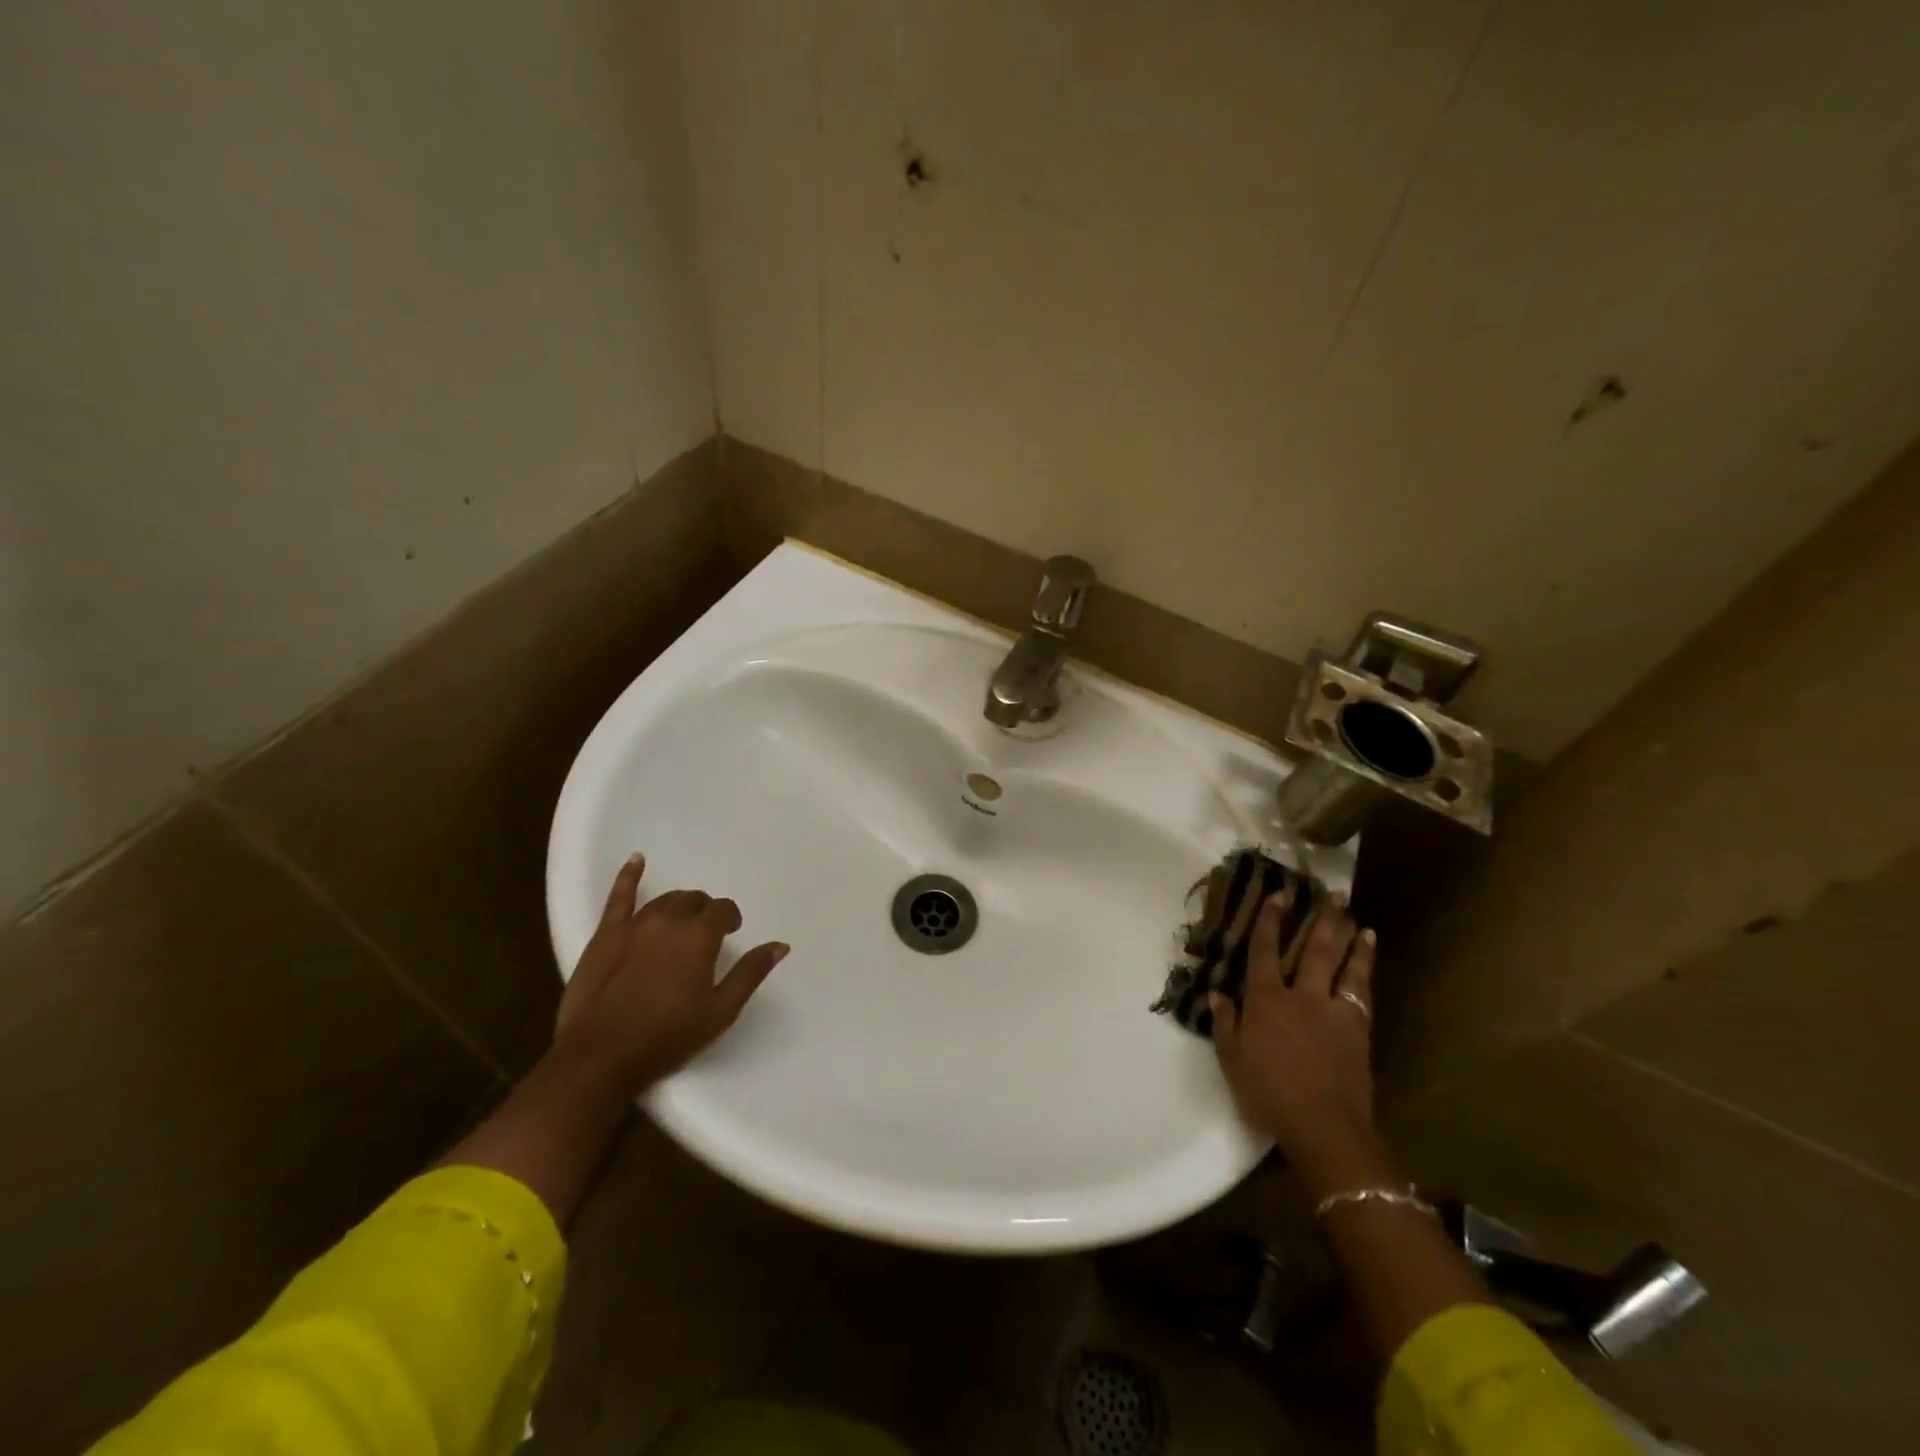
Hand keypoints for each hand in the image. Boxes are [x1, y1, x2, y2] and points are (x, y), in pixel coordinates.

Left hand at [552, 854, 787, 1092]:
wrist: (600, 1057)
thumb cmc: (668, 1036)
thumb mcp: (721, 1011)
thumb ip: (750, 973)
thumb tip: (780, 945)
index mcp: (699, 936)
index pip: (722, 910)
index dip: (730, 919)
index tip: (731, 933)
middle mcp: (669, 920)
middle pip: (694, 901)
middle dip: (705, 912)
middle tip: (707, 934)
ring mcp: (634, 924)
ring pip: (665, 900)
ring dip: (679, 905)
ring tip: (682, 922)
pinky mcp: (605, 934)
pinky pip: (619, 896)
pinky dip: (629, 876)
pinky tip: (637, 860)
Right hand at [1210, 886, 1377, 1163]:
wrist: (1324, 1127)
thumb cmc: (1269, 1094)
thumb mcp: (1232, 1061)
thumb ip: (1225, 1024)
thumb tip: (1218, 994)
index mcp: (1266, 1000)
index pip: (1264, 951)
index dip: (1269, 921)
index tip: (1278, 894)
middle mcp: (1302, 996)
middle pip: (1314, 950)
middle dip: (1324, 920)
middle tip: (1334, 894)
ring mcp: (1334, 1012)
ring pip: (1345, 967)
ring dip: (1352, 941)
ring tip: (1360, 920)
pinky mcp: (1358, 1031)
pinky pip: (1363, 993)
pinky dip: (1366, 972)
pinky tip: (1369, 961)